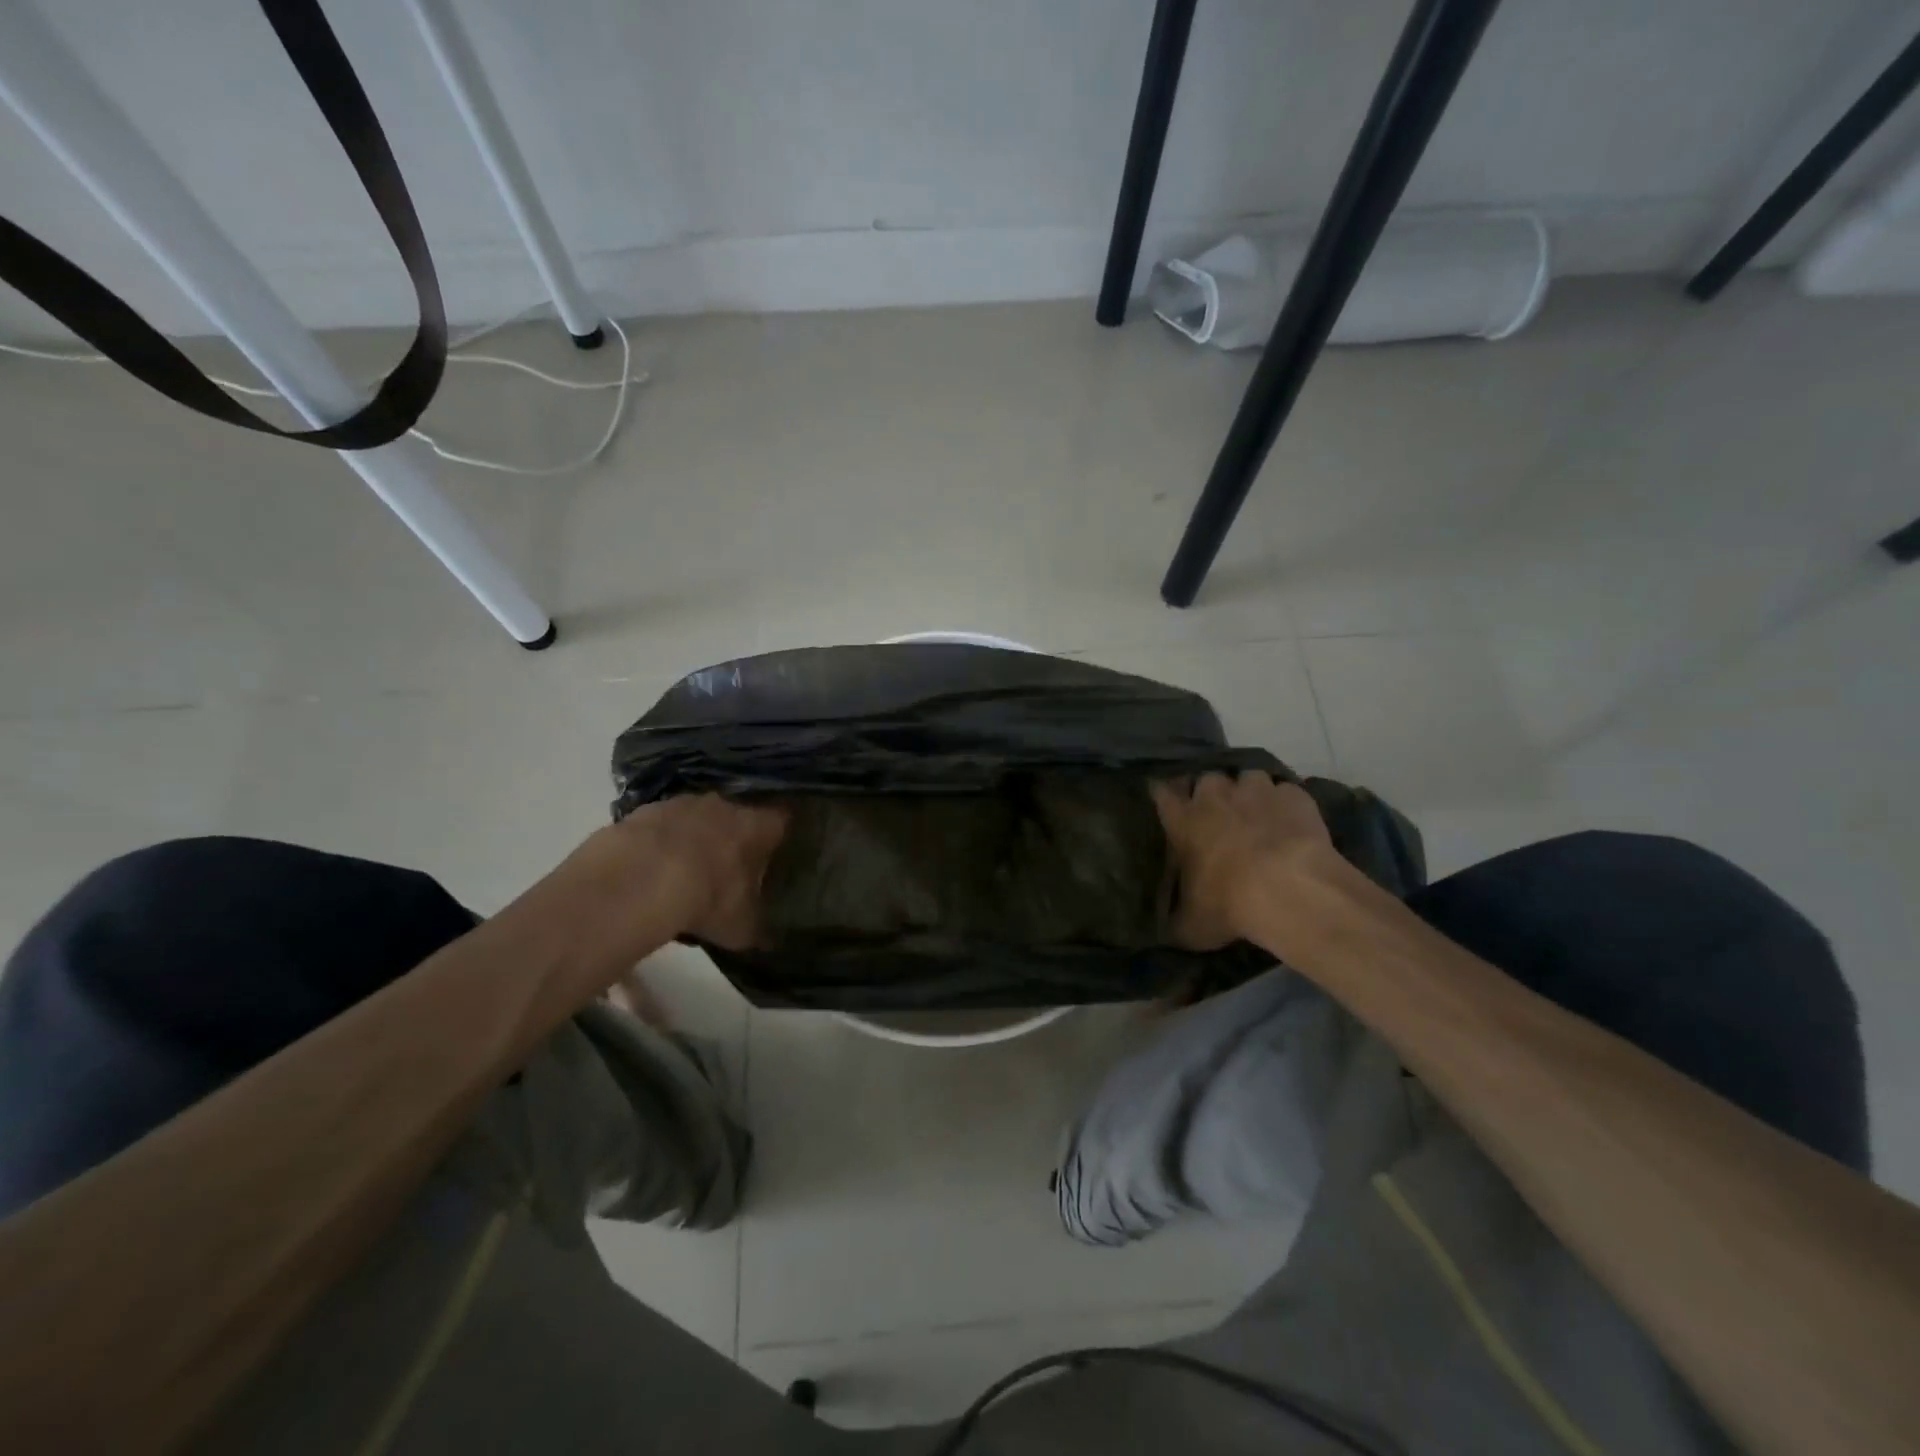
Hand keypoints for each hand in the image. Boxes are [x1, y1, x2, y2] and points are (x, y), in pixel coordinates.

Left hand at [621, 794, 787, 950]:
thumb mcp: (740, 927)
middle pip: (738, 816)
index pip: (782, 820)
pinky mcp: (644, 811)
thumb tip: (769, 940)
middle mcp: (725, 805)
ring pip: (697, 818)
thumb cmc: (707, 898)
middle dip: (735, 838)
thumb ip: (757, 928)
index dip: (782, 835)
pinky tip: (651, 870)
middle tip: (731, 867)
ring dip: (695, 838)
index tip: (781, 849)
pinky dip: (660, 844)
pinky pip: (661, 827)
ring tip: (687, 871)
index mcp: (758, 826)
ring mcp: (682, 803)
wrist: (638, 880)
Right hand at [1152, 773, 1333, 949]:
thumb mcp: (1192, 926)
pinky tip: (1291, 822)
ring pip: (1247, 777)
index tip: (1165, 800)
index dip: (1162, 794)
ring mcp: (1256, 791)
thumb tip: (1165, 930)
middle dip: (1211, 792)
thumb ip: (1175, 920)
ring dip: (1249, 792)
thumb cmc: (1229, 904)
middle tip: (1218, 814)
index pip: (1161, 793)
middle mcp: (1215, 796)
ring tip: (1258, 814)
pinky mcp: (1294, 796)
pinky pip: (1286, 791)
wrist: (1289, 890)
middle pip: (1206, 779)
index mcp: (1182, 821)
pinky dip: (1286, 804)